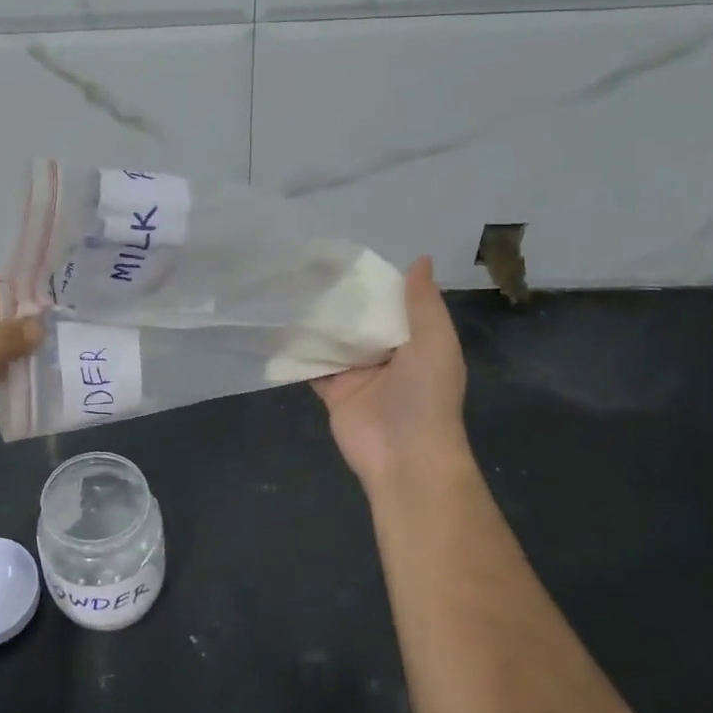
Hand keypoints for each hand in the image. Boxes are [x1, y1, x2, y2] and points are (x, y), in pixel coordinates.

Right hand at [313, 257, 471, 497]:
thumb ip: (423, 303)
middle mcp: (386, 355)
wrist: (406, 456)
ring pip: (334, 340)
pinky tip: (277, 325)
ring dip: (316, 321)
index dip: (373, 282)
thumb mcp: (435, 342)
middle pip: (359, 321)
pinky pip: (313, 365)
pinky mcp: (333, 391)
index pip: (392, 304)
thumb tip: (420, 258)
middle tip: (307, 266)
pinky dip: (297, 350)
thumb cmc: (426, 395)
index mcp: (415, 342)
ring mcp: (357, 374)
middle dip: (339, 299)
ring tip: (289, 286)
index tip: (346, 256)